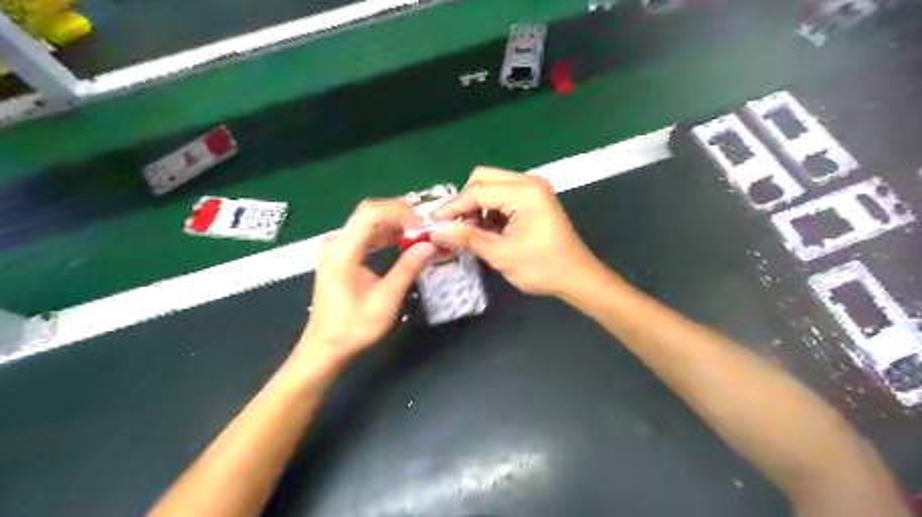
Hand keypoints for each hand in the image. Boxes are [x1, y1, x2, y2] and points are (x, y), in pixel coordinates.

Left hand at [299, 199, 435, 363]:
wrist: (326, 346)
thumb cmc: (354, 326)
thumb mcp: (387, 298)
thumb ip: (408, 268)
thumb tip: (430, 245)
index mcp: (343, 249)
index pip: (372, 213)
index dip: (400, 212)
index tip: (423, 226)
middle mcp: (337, 242)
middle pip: (370, 213)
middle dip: (400, 215)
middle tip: (425, 227)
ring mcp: (337, 247)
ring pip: (368, 222)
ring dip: (394, 224)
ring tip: (419, 234)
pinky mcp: (341, 256)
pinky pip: (365, 235)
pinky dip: (385, 234)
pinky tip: (402, 242)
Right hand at [434, 167, 606, 296]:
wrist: (577, 278)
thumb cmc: (543, 268)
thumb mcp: (502, 255)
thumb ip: (468, 238)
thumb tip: (436, 230)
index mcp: (525, 192)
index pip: (478, 190)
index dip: (453, 207)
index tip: (433, 224)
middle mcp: (529, 182)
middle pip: (483, 179)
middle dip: (465, 203)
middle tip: (455, 228)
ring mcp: (532, 189)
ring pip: (490, 187)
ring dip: (476, 208)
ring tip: (472, 235)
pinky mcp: (532, 200)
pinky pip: (501, 197)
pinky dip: (489, 212)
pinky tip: (488, 233)